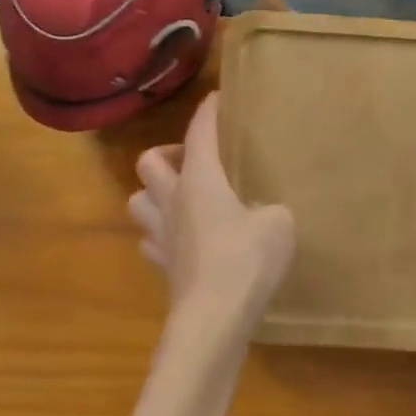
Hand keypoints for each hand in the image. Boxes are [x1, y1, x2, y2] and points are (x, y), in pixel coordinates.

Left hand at [129, 94, 295, 321]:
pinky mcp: (163, 266)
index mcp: (200, 180)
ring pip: (138, 201)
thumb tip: (265, 214)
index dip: (207, 112)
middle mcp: (173, 200)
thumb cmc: (246, 260)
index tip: (216, 98)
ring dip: (154, 194)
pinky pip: (151, 241)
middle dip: (167, 153)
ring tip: (181, 198)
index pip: (199, 133)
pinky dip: (161, 235)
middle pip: (148, 162)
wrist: (214, 318)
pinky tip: (180, 240)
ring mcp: (162, 235)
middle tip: (193, 160)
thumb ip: (272, 210)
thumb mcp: (278, 225)